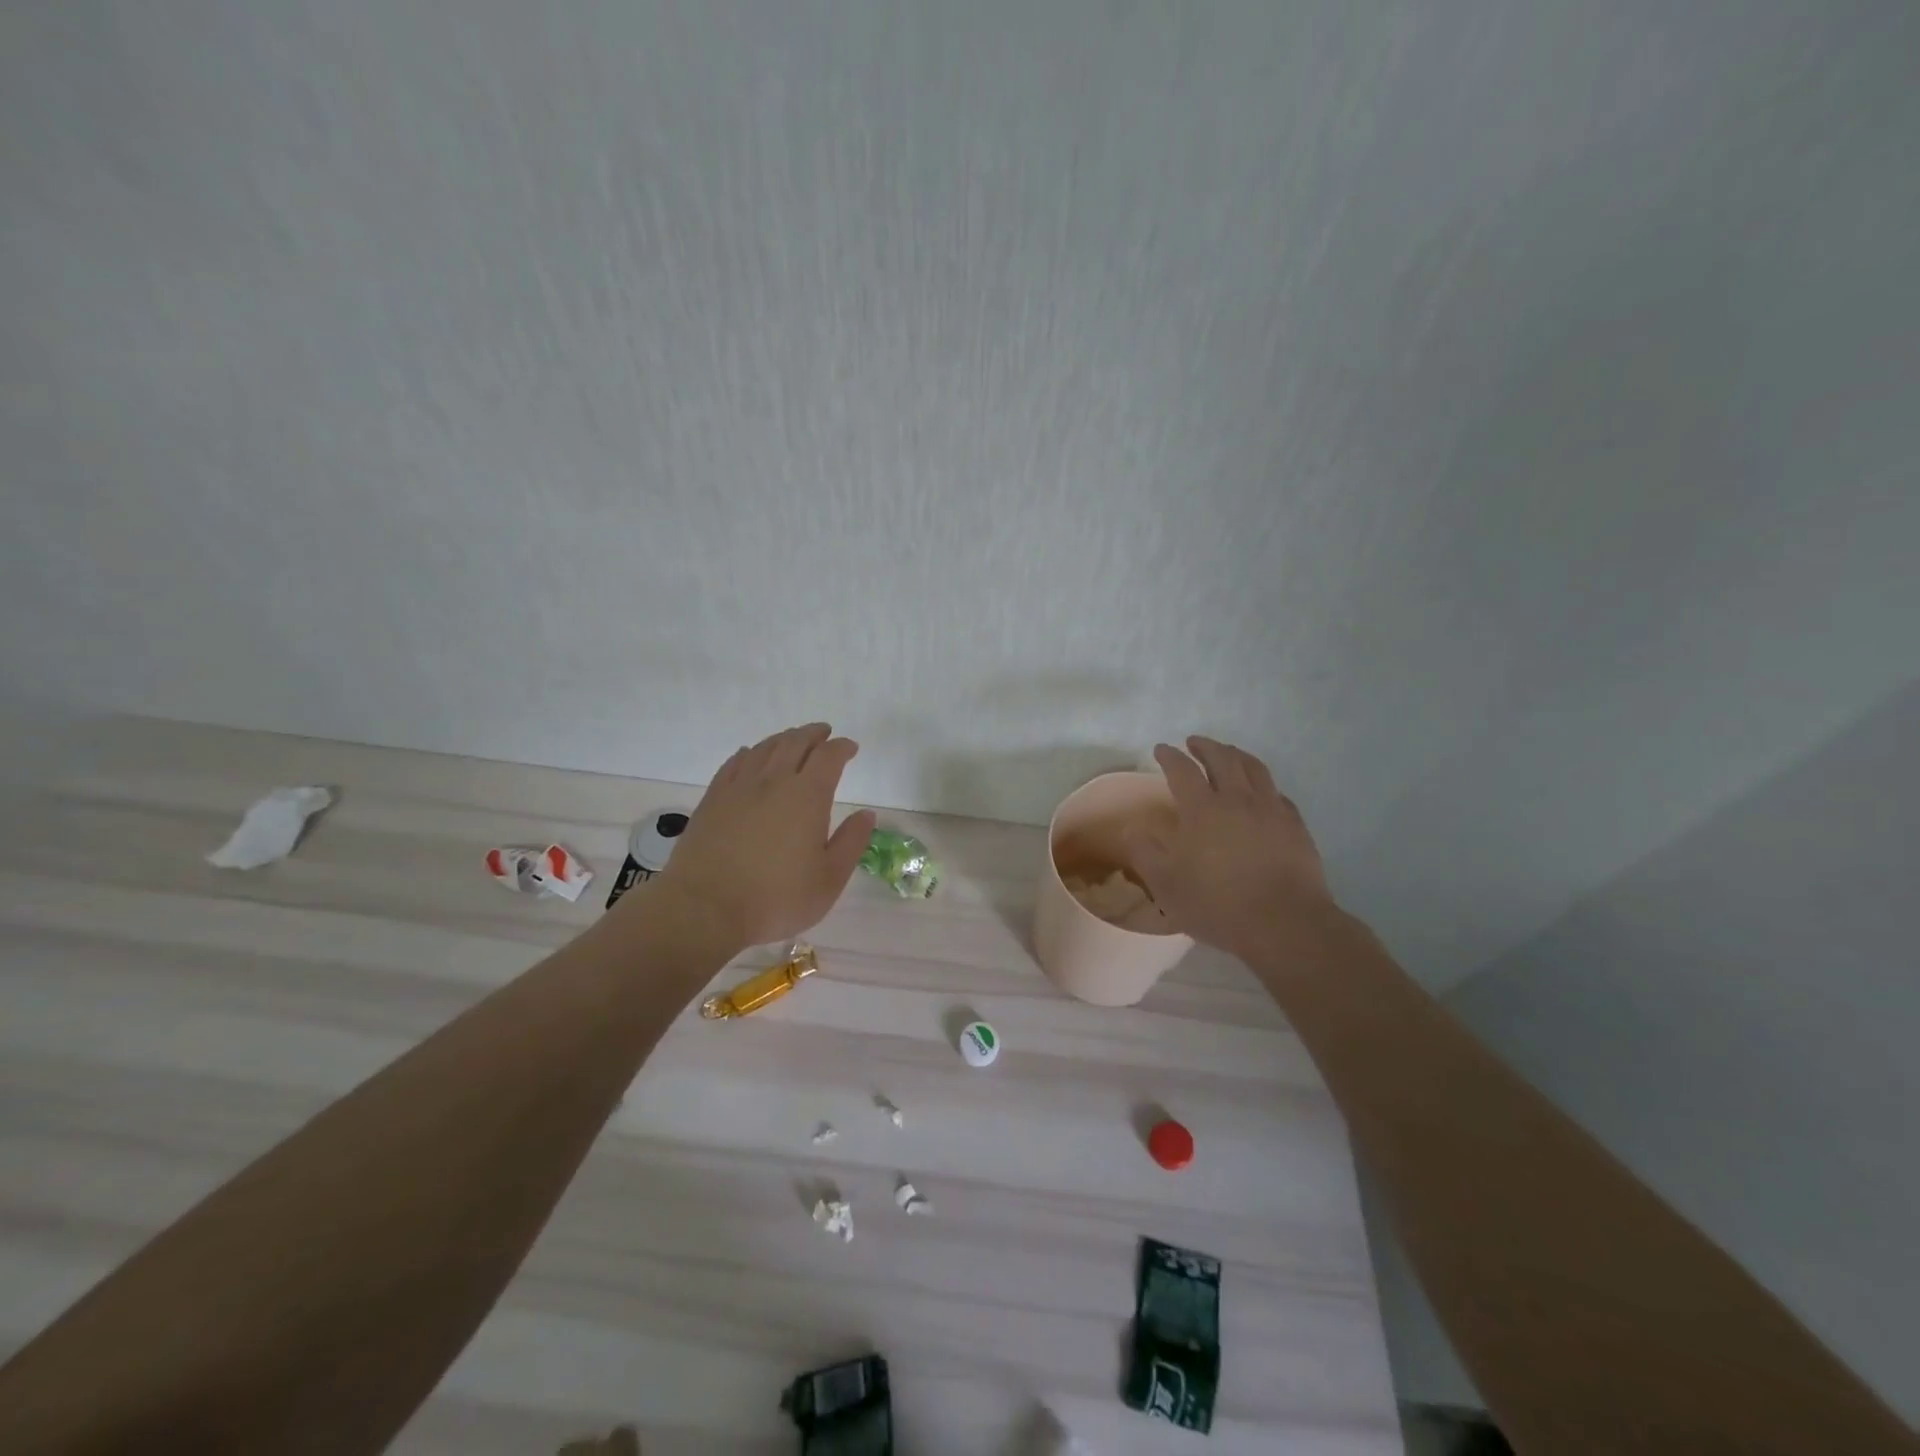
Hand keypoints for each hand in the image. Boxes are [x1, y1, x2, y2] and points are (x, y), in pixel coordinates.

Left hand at [649, 723, 876, 954]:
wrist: (705, 908)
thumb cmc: (776, 899)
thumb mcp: (829, 880)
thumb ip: (851, 843)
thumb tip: (866, 814)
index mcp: (807, 796)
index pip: (829, 757)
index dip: (842, 748)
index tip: (850, 748)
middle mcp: (773, 781)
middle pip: (795, 743)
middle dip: (813, 734)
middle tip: (824, 734)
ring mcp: (739, 787)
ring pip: (764, 748)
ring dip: (783, 739)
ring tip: (793, 740)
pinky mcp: (713, 799)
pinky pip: (734, 763)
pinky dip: (749, 753)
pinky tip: (750, 755)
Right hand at [1124, 736, 1335, 962]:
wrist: (1285, 924)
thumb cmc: (1218, 905)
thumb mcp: (1166, 886)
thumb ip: (1145, 853)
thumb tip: (1132, 827)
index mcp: (1202, 810)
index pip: (1182, 770)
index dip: (1170, 756)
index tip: (1161, 749)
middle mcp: (1237, 800)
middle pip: (1222, 758)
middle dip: (1205, 746)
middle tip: (1194, 743)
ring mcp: (1271, 810)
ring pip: (1254, 768)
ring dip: (1237, 754)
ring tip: (1228, 753)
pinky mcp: (1296, 826)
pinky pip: (1278, 793)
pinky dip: (1263, 784)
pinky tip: (1262, 792)